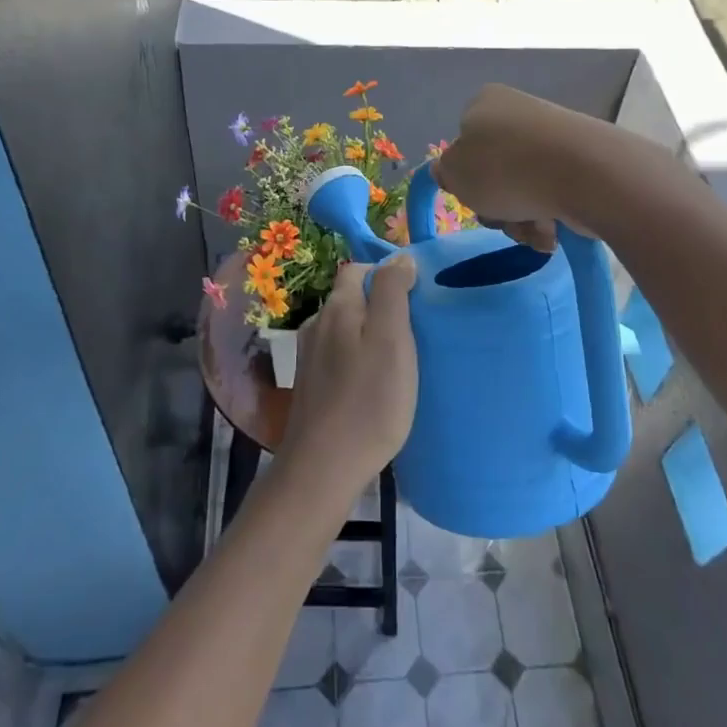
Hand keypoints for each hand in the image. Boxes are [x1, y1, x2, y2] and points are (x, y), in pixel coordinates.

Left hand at [280, 257, 418, 494]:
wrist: (323, 468)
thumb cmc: (368, 400)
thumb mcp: (391, 338)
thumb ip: (392, 292)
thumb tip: (400, 257)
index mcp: (337, 307)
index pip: (359, 269)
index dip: (387, 275)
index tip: (416, 298)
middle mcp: (317, 324)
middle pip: (351, 298)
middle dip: (380, 305)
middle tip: (414, 330)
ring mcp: (309, 357)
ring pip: (345, 329)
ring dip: (369, 334)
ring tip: (399, 358)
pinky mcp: (311, 385)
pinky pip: (339, 357)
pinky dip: (358, 360)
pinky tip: (374, 383)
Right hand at [432, 84, 599, 249]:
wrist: (584, 174)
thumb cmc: (505, 168)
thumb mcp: (455, 172)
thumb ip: (445, 172)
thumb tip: (448, 169)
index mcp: (485, 103)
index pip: (463, 141)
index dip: (464, 174)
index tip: (471, 193)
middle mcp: (520, 114)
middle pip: (493, 171)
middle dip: (495, 203)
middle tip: (500, 214)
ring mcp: (554, 138)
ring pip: (522, 189)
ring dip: (520, 217)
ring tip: (533, 226)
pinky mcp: (582, 163)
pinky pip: (552, 196)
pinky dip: (548, 217)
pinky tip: (553, 227)